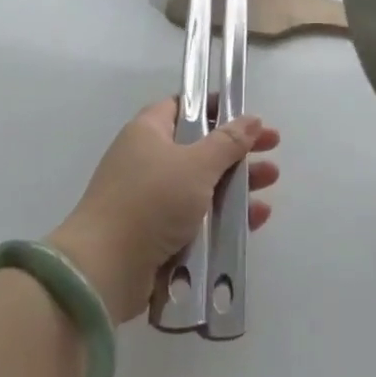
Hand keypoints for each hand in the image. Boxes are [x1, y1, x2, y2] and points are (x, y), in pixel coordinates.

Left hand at [48, 100, 280, 323]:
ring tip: (271, 181)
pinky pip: (197, 217)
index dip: (216, 107)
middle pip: (200, 146)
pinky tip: (255, 218)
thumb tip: (251, 119)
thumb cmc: (151, 201)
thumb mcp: (196, 165)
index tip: (246, 114)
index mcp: (148, 132)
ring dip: (237, 182)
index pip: (184, 107)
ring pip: (202, 184)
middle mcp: (147, 160)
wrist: (103, 270)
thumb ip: (228, 142)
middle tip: (272, 147)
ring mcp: (151, 199)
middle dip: (237, 149)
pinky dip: (224, 216)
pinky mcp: (157, 234)